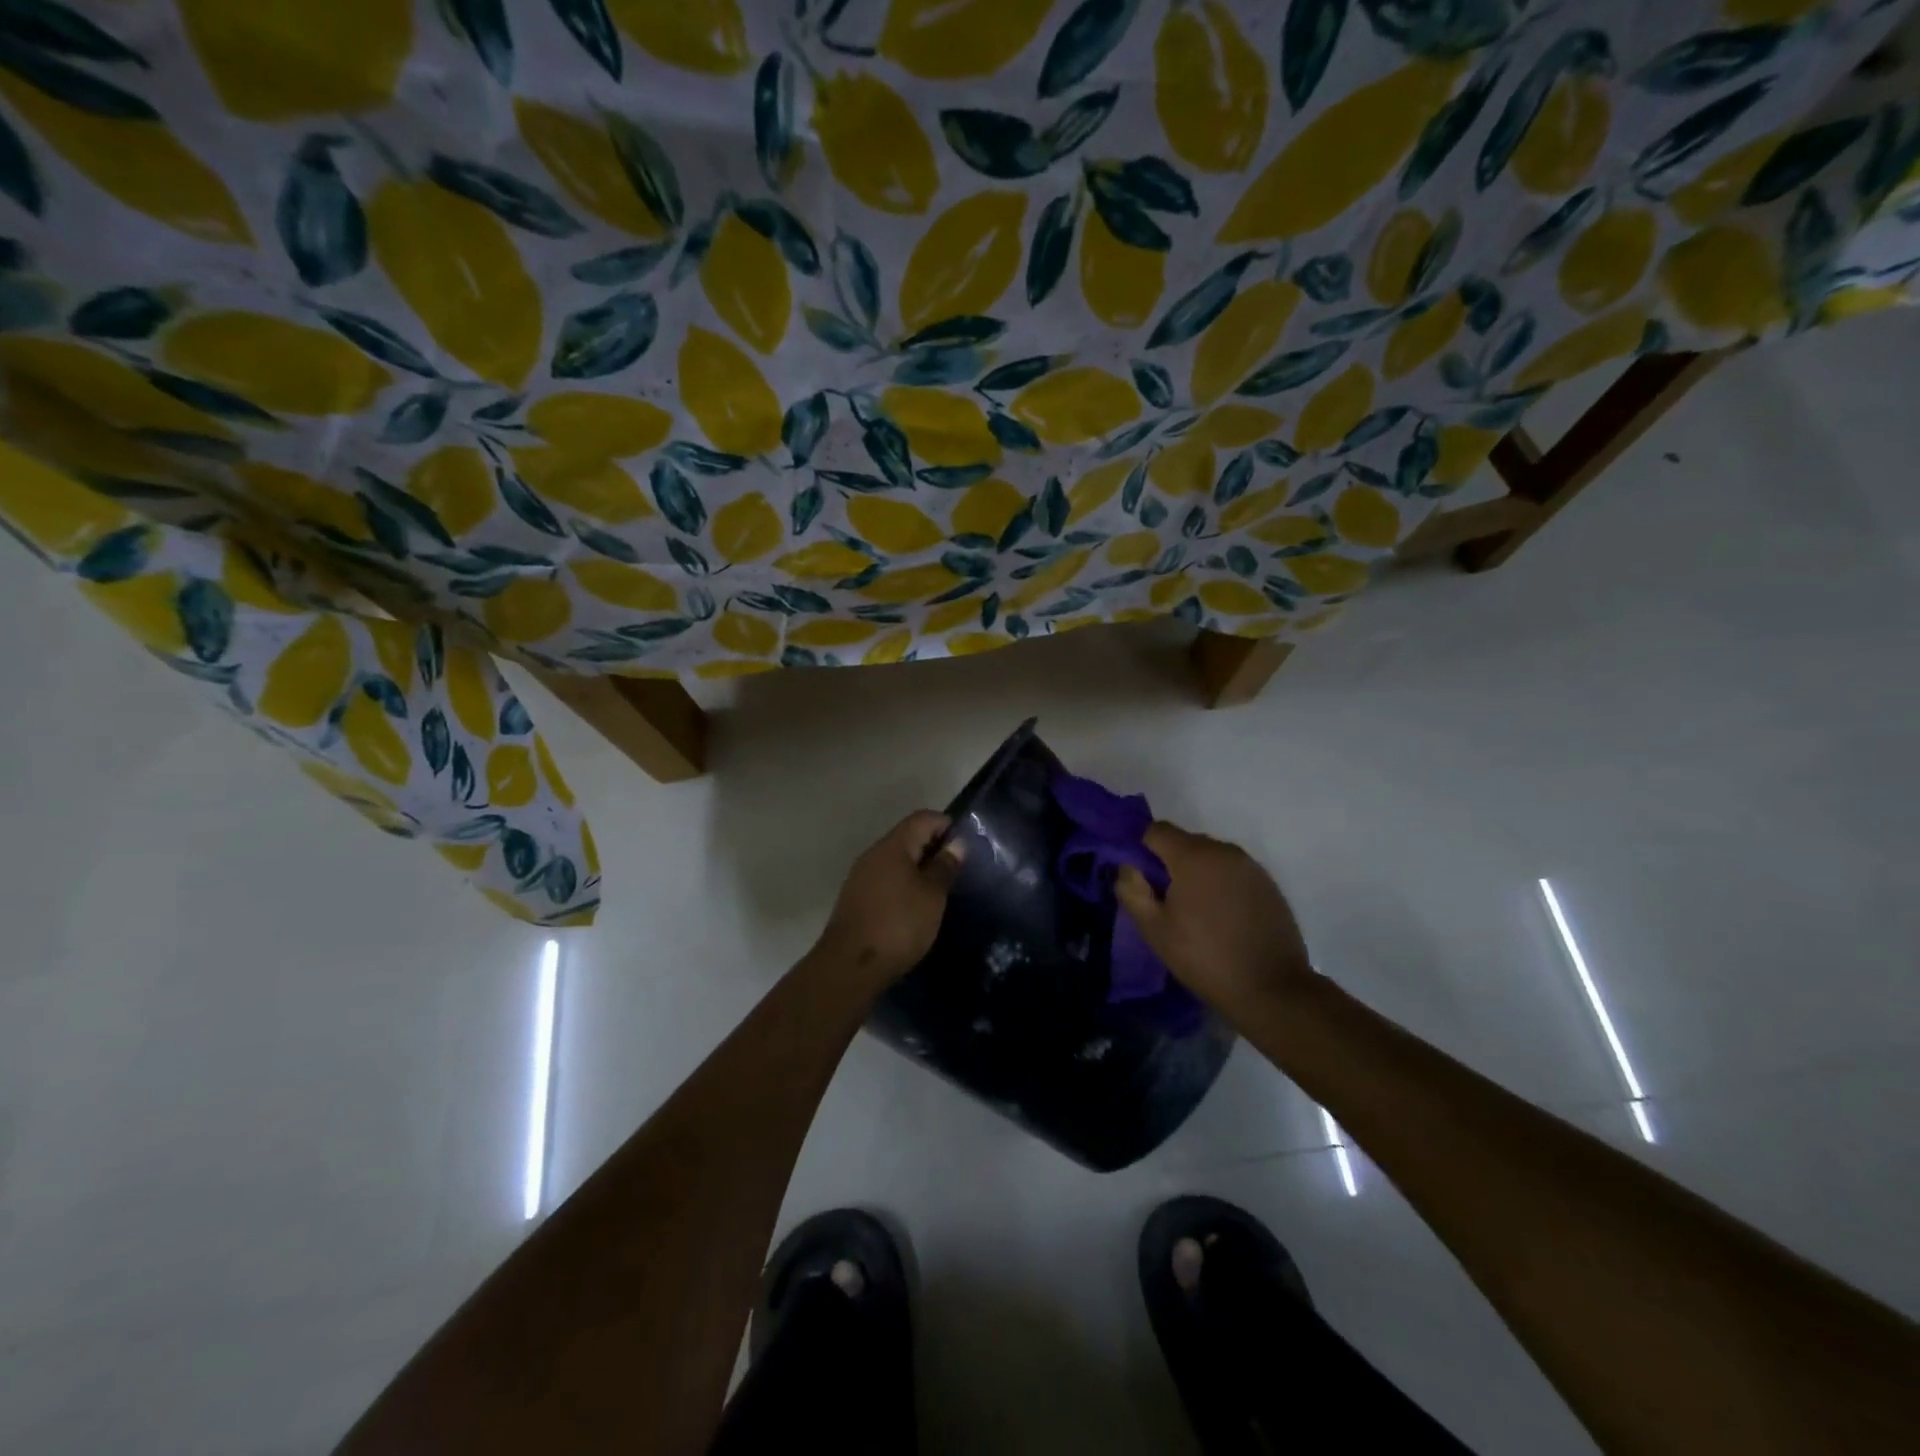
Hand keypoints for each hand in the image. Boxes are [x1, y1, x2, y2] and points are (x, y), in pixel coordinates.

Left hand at [815, 811, 965, 990]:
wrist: (850, 967)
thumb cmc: (898, 925)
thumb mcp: (932, 896)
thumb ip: (944, 866)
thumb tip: (956, 843)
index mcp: (893, 846)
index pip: (923, 818)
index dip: (947, 825)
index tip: (967, 847)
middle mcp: (873, 854)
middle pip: (908, 837)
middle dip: (934, 848)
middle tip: (958, 870)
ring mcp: (861, 877)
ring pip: (896, 861)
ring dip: (919, 869)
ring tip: (941, 890)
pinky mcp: (856, 899)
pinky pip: (886, 880)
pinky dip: (904, 885)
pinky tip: (916, 907)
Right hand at [1115, 821, 1312, 1015]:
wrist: (1272, 989)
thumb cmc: (1204, 958)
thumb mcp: (1155, 929)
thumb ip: (1132, 890)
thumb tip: (1128, 867)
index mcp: (1194, 856)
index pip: (1156, 831)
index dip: (1141, 849)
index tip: (1138, 878)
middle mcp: (1224, 851)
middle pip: (1185, 842)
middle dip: (1169, 863)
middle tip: (1164, 900)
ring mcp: (1251, 867)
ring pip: (1211, 857)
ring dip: (1197, 874)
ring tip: (1194, 912)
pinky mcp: (1269, 885)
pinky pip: (1233, 872)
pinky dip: (1221, 885)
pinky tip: (1222, 918)